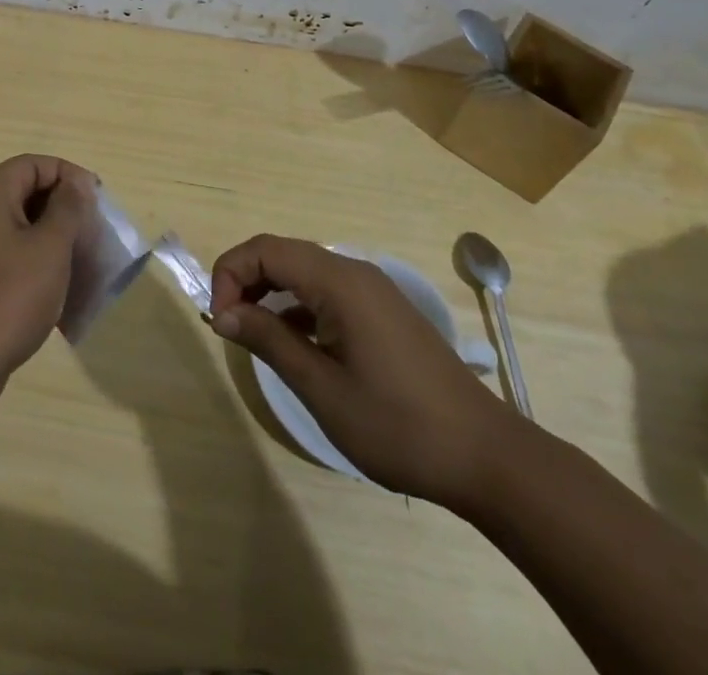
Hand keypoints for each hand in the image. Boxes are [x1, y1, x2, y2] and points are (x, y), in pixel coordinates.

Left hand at [0, 155, 93, 417]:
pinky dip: (35, 262)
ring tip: (82, 262)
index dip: (69, 175)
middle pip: (26, 192)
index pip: (34, 164)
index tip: (97, 201)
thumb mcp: (49, 248)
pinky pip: (9, 255)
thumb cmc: (9, 297)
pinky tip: (57, 289)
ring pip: (19, 226)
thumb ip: (68, 208)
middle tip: (93, 232)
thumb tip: (76, 182)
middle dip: (63, 209)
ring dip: (52, 238)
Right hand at [210, 234, 521, 508]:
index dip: (230, 273)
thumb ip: (269, 341)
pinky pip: (326, 292)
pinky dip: (298, 307)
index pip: (265, 249)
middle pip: (283, 254)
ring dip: (270, 293)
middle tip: (228, 327)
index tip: (219, 321)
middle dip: (245, 280)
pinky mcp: (383, 312)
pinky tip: (293, 344)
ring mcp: (373, 291)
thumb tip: (223, 314)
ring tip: (253, 336)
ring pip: (304, 272)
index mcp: (339, 281)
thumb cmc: (398, 425)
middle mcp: (354, 272)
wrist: (487, 458)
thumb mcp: (322, 388)